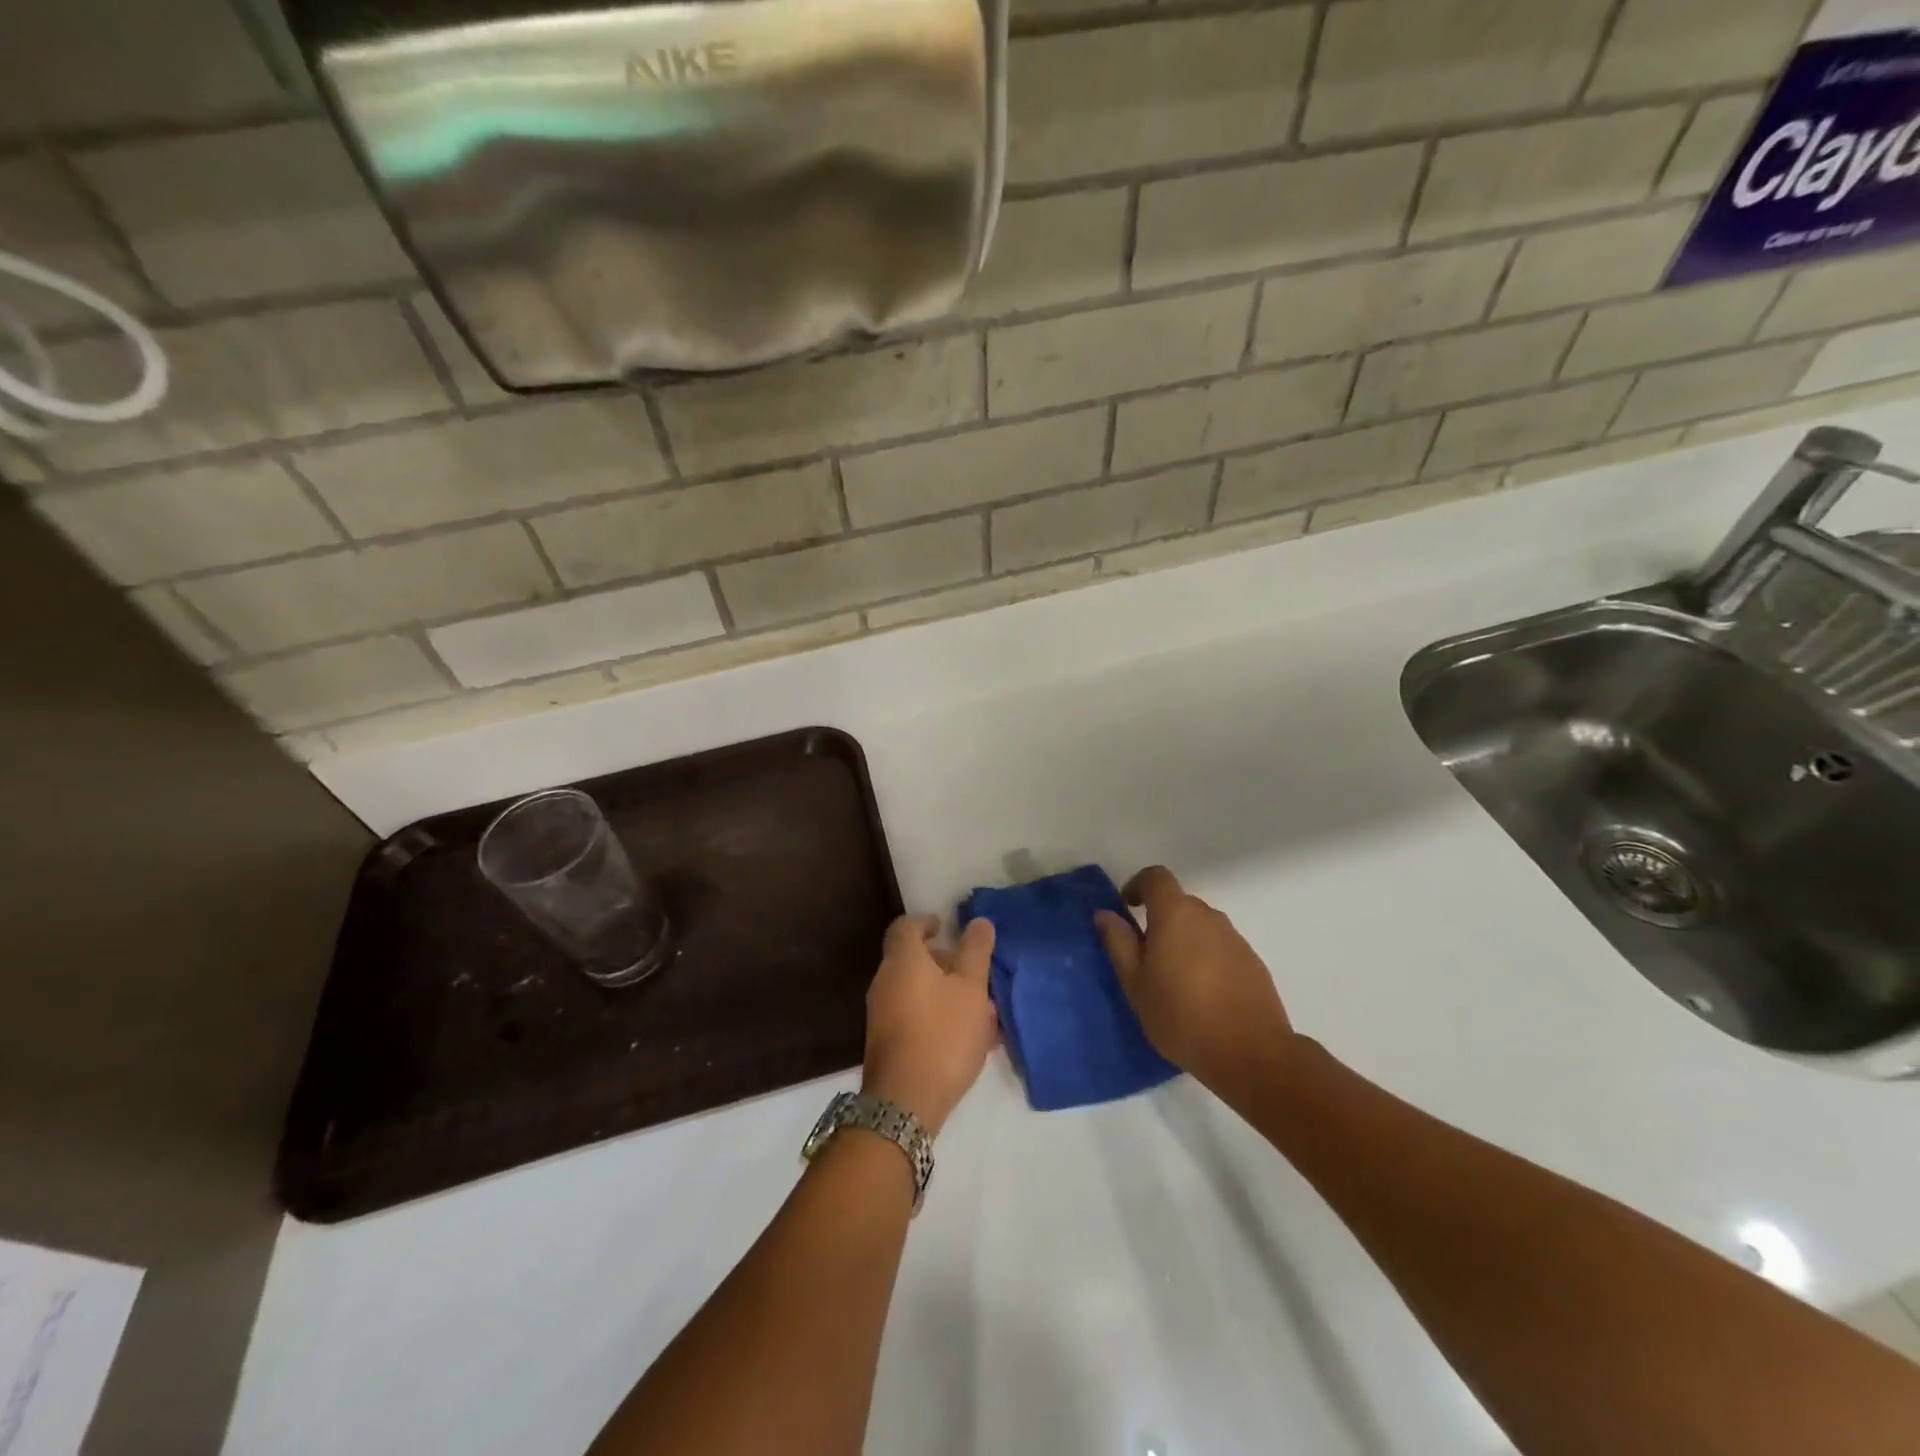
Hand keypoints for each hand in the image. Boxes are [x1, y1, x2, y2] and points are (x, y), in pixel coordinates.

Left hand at [862, 915, 998, 1135]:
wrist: (905, 1102)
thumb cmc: (942, 1034)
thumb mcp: (971, 989)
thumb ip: (975, 952)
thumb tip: (979, 921)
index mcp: (902, 961)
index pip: (905, 926)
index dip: (925, 921)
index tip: (945, 926)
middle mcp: (885, 981)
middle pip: (911, 959)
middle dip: (942, 961)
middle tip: (971, 971)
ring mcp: (881, 1014)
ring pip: (915, 989)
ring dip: (943, 991)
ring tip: (978, 1008)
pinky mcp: (886, 1042)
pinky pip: (913, 1015)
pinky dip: (936, 1014)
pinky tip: (965, 1037)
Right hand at [1095, 866, 1295, 1102]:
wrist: (1251, 1053)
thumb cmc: (1181, 1016)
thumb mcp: (1136, 983)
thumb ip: (1119, 943)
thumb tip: (1105, 913)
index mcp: (1175, 914)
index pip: (1156, 877)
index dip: (1138, 885)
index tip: (1127, 908)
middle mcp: (1208, 916)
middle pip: (1179, 903)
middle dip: (1160, 920)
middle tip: (1146, 957)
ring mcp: (1235, 938)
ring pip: (1201, 927)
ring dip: (1184, 940)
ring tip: (1175, 981)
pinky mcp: (1253, 962)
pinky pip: (1221, 947)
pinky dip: (1206, 959)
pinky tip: (1203, 995)